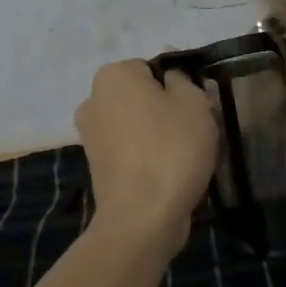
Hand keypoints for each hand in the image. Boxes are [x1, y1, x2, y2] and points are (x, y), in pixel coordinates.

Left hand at [74, 60, 218, 250]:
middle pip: (142, 95)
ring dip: (157, 134)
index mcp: (112, 74)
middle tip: (193, 131)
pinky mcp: (96, 165)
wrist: (141, 219)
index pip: (153, 68)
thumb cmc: (170, 150)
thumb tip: (170, 77)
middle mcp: (93, 98)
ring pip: (136, 123)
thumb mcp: (193, 103)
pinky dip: (146, 156)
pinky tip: (167, 173)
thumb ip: (182, 79)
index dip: (178, 86)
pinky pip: (129, 149)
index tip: (195, 109)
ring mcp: (90, 134)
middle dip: (166, 109)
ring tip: (183, 157)